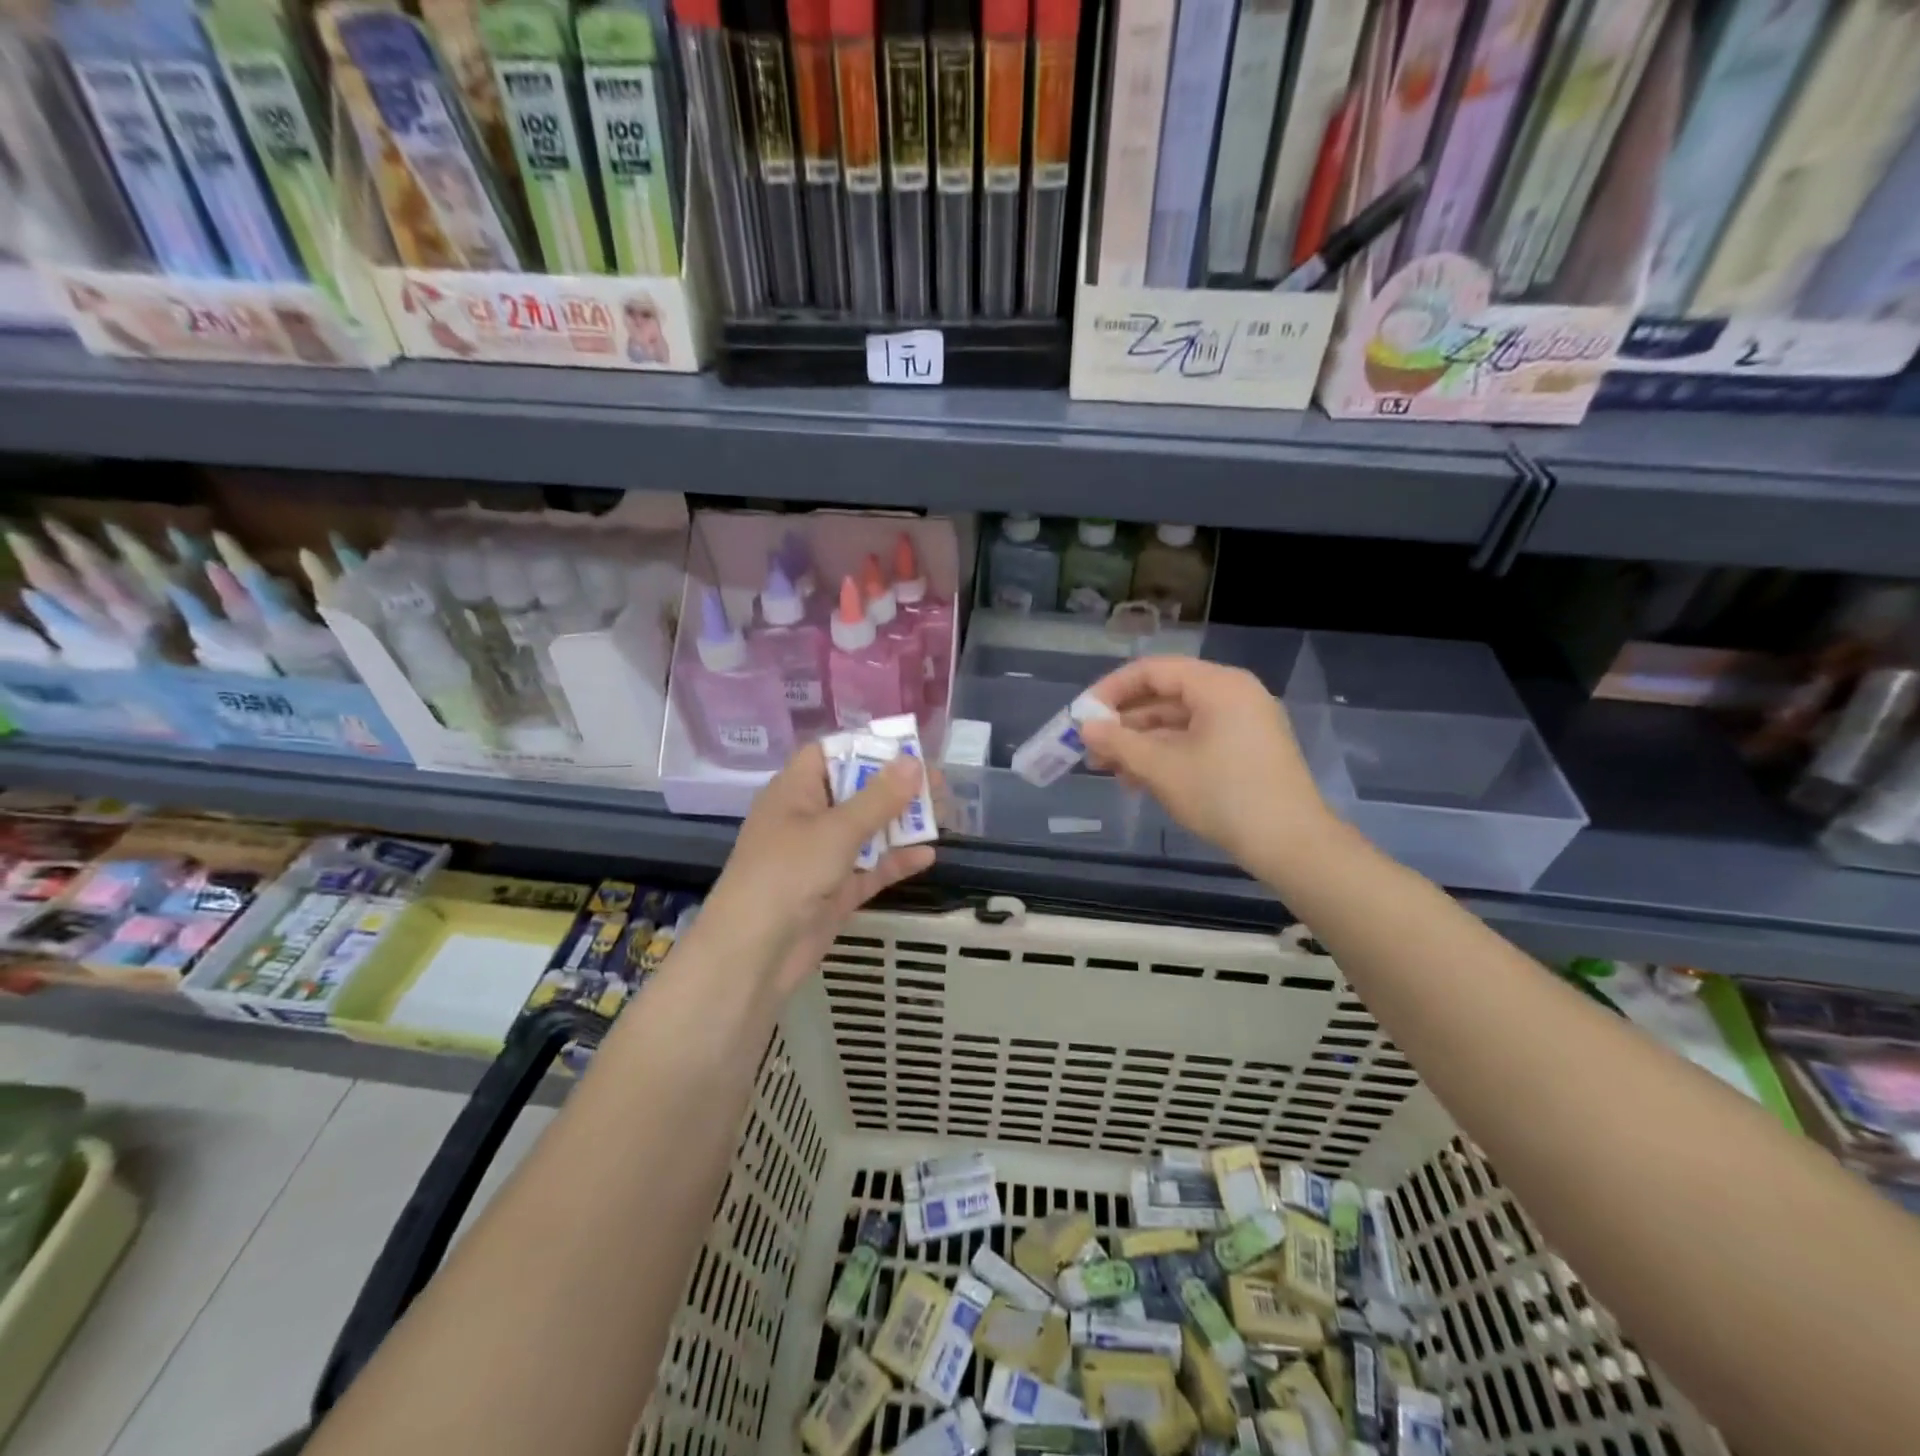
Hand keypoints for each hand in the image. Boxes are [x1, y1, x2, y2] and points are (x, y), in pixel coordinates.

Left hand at [697, 743, 934, 996]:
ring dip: (901, 824)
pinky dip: (895, 861)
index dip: (865, 748)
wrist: (754, 954)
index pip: (829, 754)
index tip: (906, 750)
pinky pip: (870, 869)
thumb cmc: (788, 874)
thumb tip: (912, 762)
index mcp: (795, 792)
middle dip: (895, 787)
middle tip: (938, 784)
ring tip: (943, 814)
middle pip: (855, 792)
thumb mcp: (836, 830)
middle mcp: (807, 819)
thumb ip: (878, 798)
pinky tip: (928, 855)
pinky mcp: (834, 892)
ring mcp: (821, 857)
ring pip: (867, 831)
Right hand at [1080, 656, 1333, 870]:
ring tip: (1110, 770)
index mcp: (1218, 686)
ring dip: (1141, 743)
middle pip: (1165, 696)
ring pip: (1179, 722)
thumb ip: (1119, 743)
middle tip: (1091, 748)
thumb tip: (1086, 727)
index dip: (1111, 690)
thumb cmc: (1223, 796)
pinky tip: (1139, 780)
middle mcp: (1233, 695)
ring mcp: (1244, 723)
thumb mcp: (1162, 768)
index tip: (1082, 715)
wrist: (1291, 844)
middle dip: (1124, 723)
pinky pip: (1197, 740)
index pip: (1153, 671)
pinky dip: (1167, 755)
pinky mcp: (1247, 750)